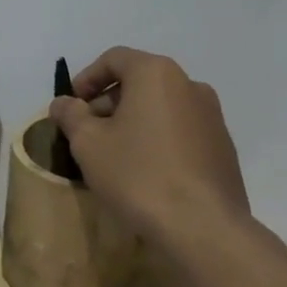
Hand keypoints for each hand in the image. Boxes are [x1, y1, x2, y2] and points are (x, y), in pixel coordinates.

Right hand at [49, 47, 249, 244]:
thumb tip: (63, 103)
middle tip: (87, 132)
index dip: (87, 78)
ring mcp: (212, 116)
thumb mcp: (88, 144)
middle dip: (108, 102)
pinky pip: (180, 130)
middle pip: (139, 81)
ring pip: (161, 107)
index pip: (114, 58)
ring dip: (133, 121)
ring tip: (113, 154)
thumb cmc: (138, 174)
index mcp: (156, 74)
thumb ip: (71, 116)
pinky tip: (144, 171)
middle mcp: (189, 85)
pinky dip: (157, 138)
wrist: (203, 227)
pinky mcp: (223, 147)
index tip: (72, 106)